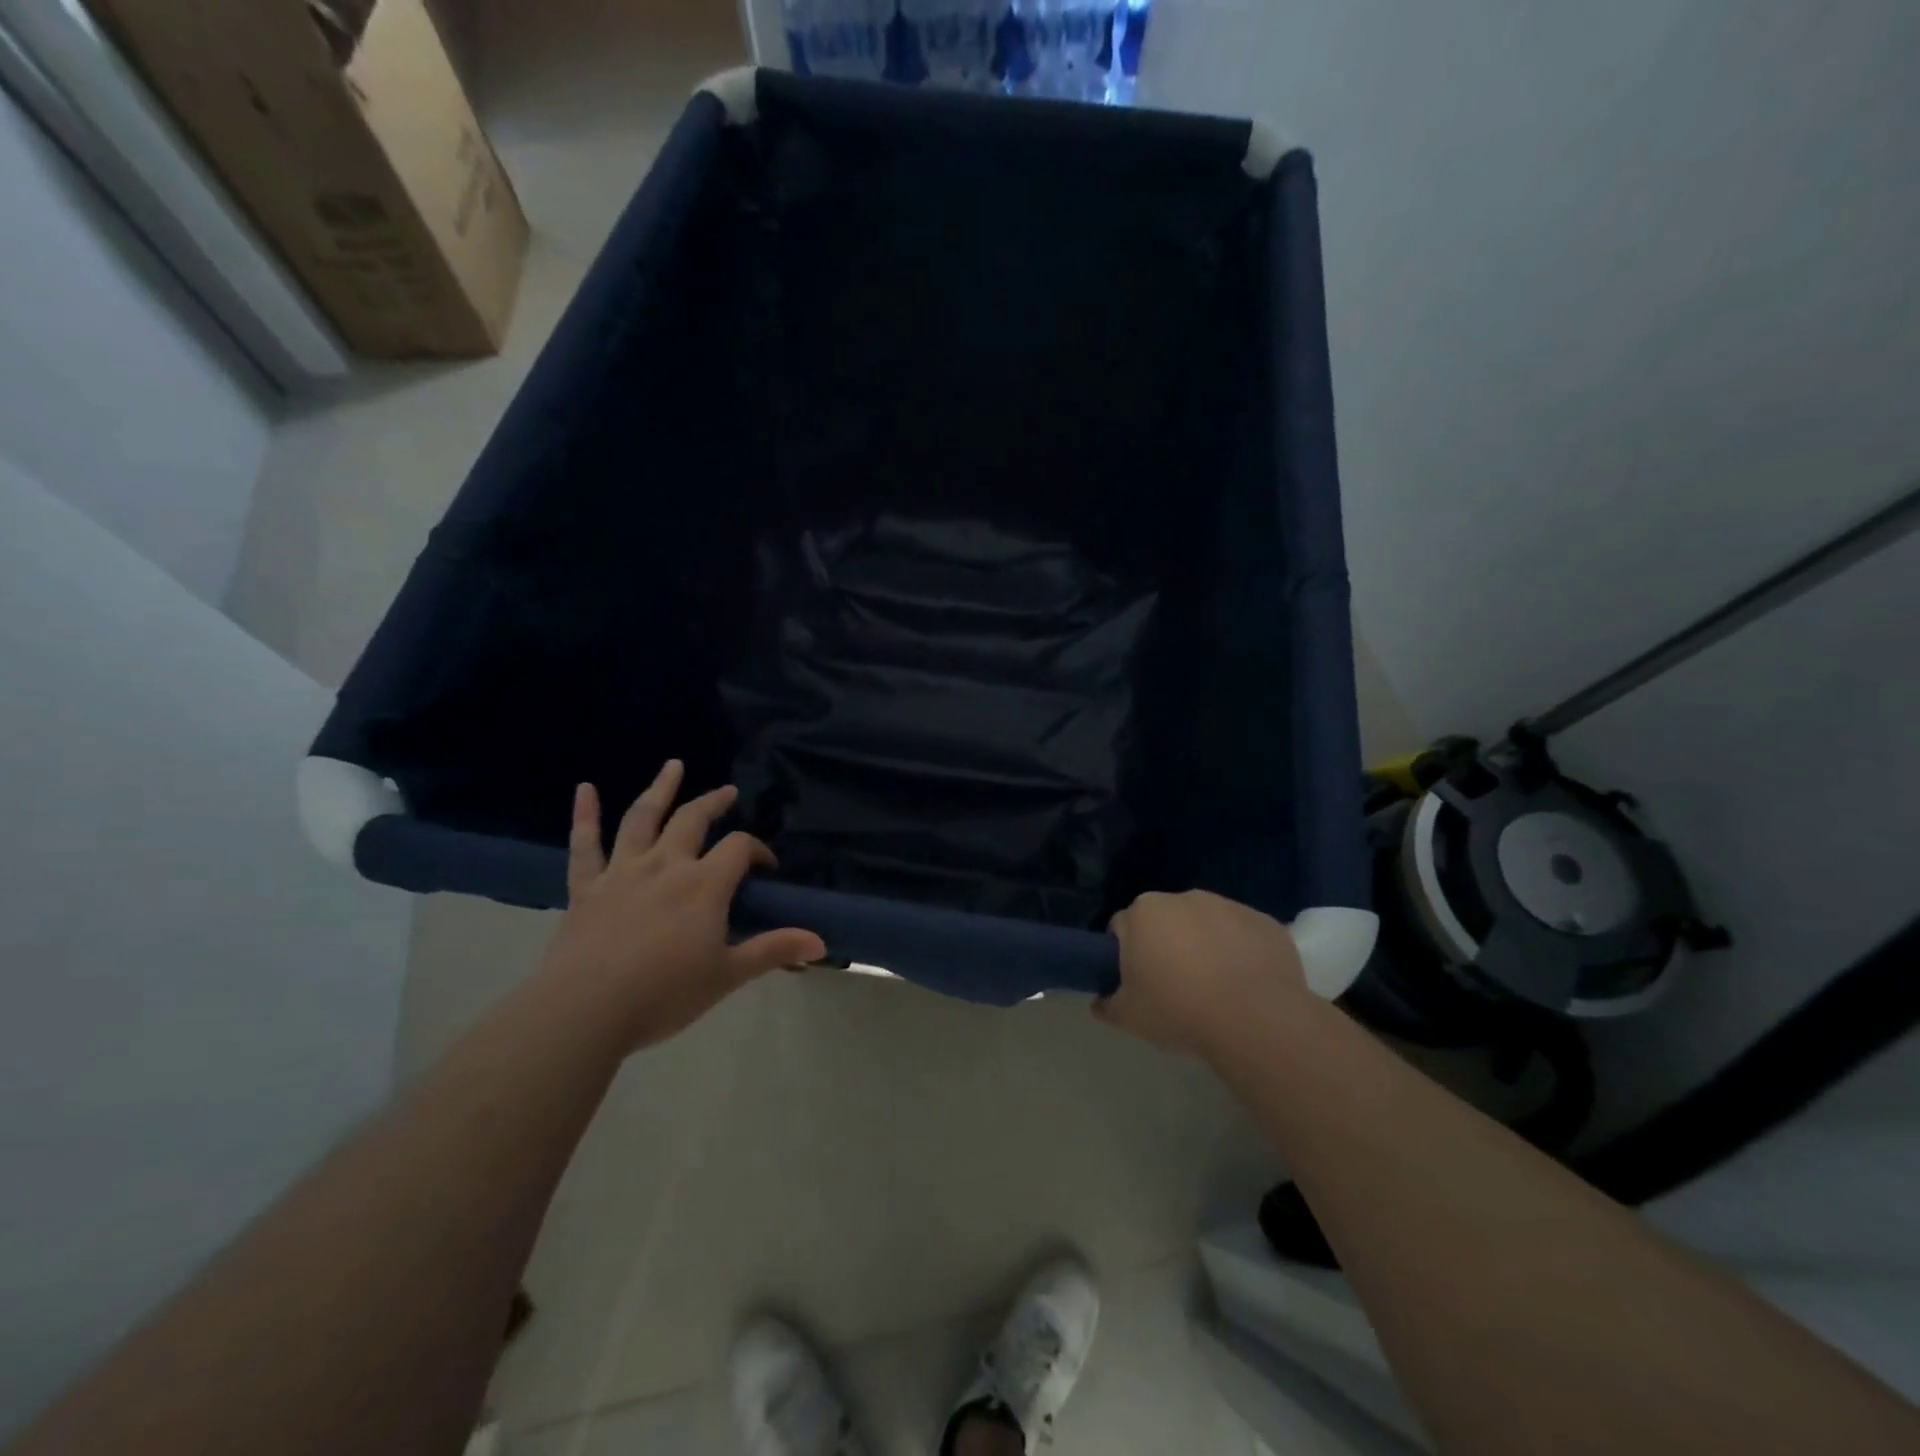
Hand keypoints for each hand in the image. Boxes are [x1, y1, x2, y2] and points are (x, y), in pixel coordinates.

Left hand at [539, 760, 825, 1053]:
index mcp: (704, 884)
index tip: (765, 867)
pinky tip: (585, 789)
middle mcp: (666, 865)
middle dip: (714, 803)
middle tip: (728, 791)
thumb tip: (821, 942)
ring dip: (660, 789)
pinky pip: (585, 845)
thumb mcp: (727, 975)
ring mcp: (623, 872)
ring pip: (642, 819)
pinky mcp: (587, 887)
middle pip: (693, 820)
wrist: (586, 1009)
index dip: (757, 850)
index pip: (739, 848)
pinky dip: (585, 814)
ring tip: (673, 765)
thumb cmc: (665, 993)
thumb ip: (773, 950)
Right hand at [1095, 890, 1312, 1059]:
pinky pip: (1243, 935)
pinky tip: (1246, 986)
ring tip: (1215, 989)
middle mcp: (1184, 898)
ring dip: (1205, 945)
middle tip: (1174, 987)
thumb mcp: (1128, 1017)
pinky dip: (1241, 952)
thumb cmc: (1179, 1011)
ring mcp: (1229, 906)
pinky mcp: (1264, 922)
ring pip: (1206, 924)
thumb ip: (1106, 1004)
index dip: (1126, 956)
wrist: (1256, 1022)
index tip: (1137, 982)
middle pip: (1165, 921)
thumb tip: (1100, 1001)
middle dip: (1166, 945)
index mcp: (1144, 912)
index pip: (1122, 928)